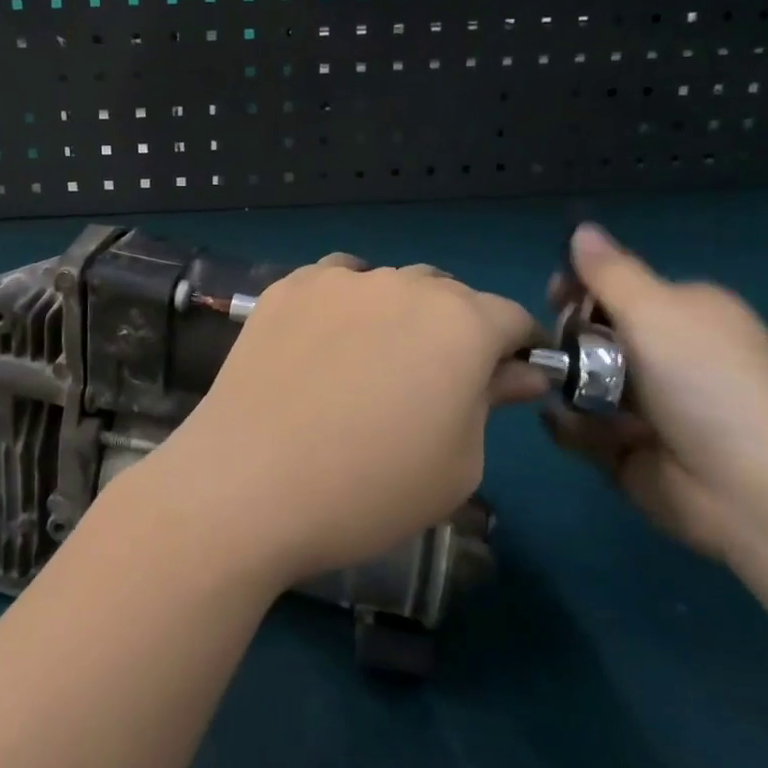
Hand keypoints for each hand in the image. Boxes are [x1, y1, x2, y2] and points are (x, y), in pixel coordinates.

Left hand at [121, 257, 548, 588]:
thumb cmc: (369, 489)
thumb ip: (491, 402)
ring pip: (389, 282)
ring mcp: (338, 279)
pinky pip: (334, 282)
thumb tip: (518, 372)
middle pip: (448, 295)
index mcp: (459, 323)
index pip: (510, 317)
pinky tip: (325, 343)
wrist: (249, 482)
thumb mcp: (457, 464)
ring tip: (375, 360)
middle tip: (436, 380)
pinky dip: (345, 304)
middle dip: (457, 329)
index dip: (517, 348)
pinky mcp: (288, 286)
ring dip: (399, 312)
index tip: (509, 378)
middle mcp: (402, 284)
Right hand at [545, 225, 767, 560]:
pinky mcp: (629, 451)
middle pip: (593, 333)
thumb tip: (582, 228)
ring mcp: (647, 407)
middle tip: (564, 351)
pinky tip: (571, 426)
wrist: (757, 494)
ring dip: (566, 384)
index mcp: (684, 314)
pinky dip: (570, 427)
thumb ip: (609, 272)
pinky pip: (580, 429)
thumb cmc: (707, 383)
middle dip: (569, 338)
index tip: (556, 294)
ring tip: (565, 395)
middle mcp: (667, 356)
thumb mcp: (656, 311)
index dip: (581, 286)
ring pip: (581, 381)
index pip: (617, 287)